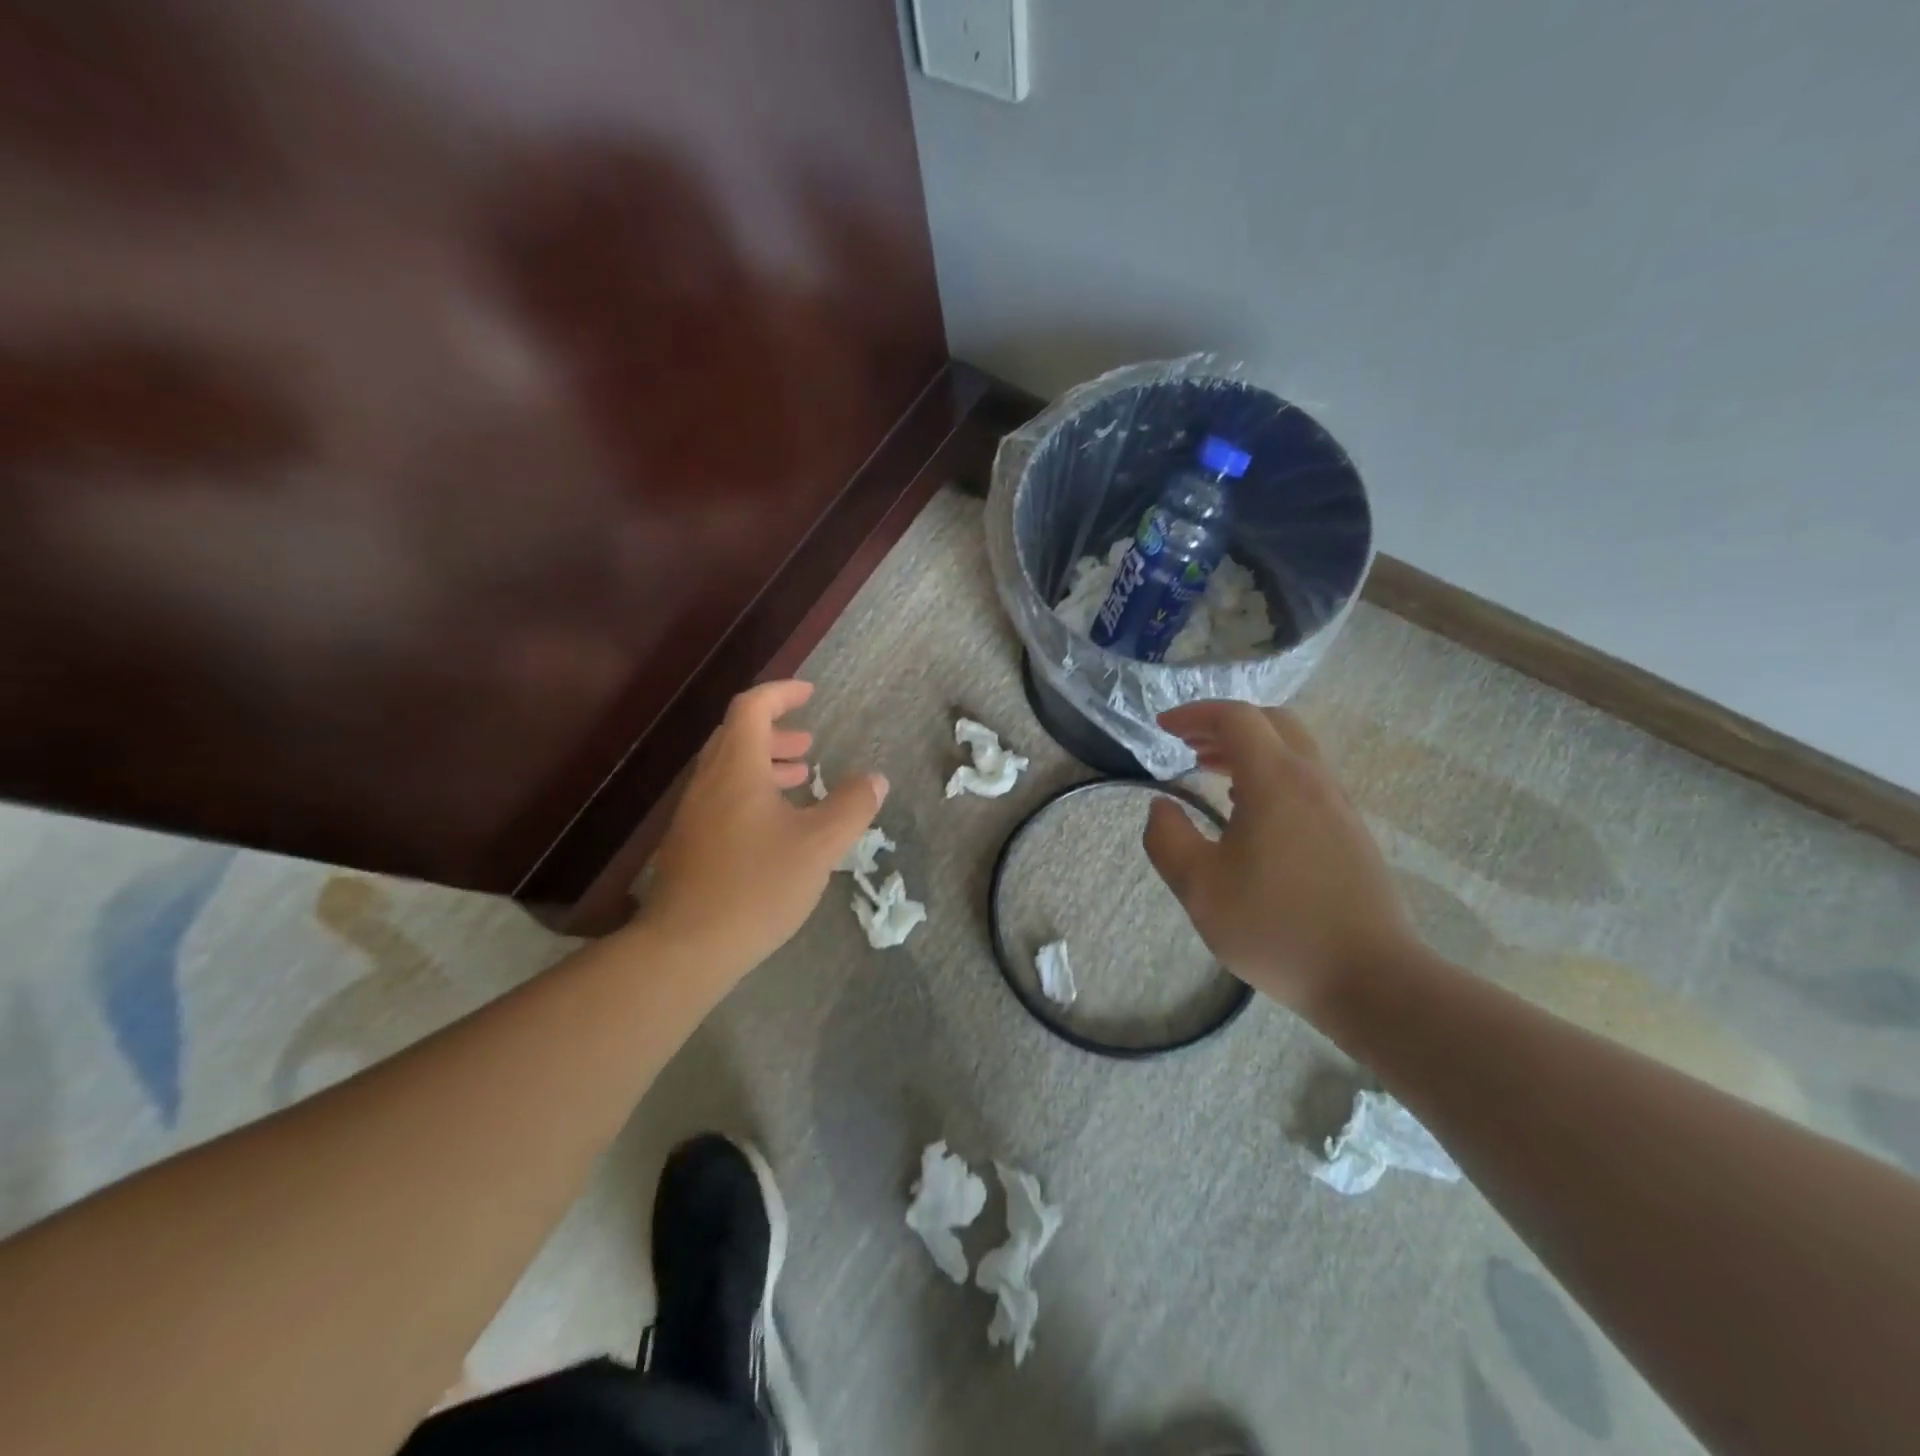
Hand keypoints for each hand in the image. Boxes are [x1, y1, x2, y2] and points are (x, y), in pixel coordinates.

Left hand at [642, 680, 885, 974]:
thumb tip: (875, 779)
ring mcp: (693, 814)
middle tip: (809, 745)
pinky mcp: (689, 844)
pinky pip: (722, 799)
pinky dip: (752, 793)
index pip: (752, 707)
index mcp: (737, 769)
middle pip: (737, 736)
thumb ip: (851, 807)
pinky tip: (776, 828)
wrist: (687, 947)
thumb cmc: (757, 886)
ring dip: (765, 764)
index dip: (781, 693)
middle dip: (776, 732)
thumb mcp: (819, 845)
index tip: (810, 694)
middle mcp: (709, 782)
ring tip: (800, 779)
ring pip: (729, 770)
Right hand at [1142, 701, 1418, 1012]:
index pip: (1235, 718)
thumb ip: (1168, 839)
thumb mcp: (1200, 888)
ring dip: (1249, 749)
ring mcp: (1338, 805)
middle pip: (1271, 723)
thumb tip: (1160, 806)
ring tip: (1211, 771)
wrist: (1371, 978)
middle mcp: (1312, 780)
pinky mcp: (1351, 832)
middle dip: (1224, 725)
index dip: (1195, 714)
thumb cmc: (1276, 928)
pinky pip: (1306, 779)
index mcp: (1275, 781)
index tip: (1163, 727)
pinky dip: (1270, 774)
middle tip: (1188, 745)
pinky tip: (1249, 812)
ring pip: (1293, 751)